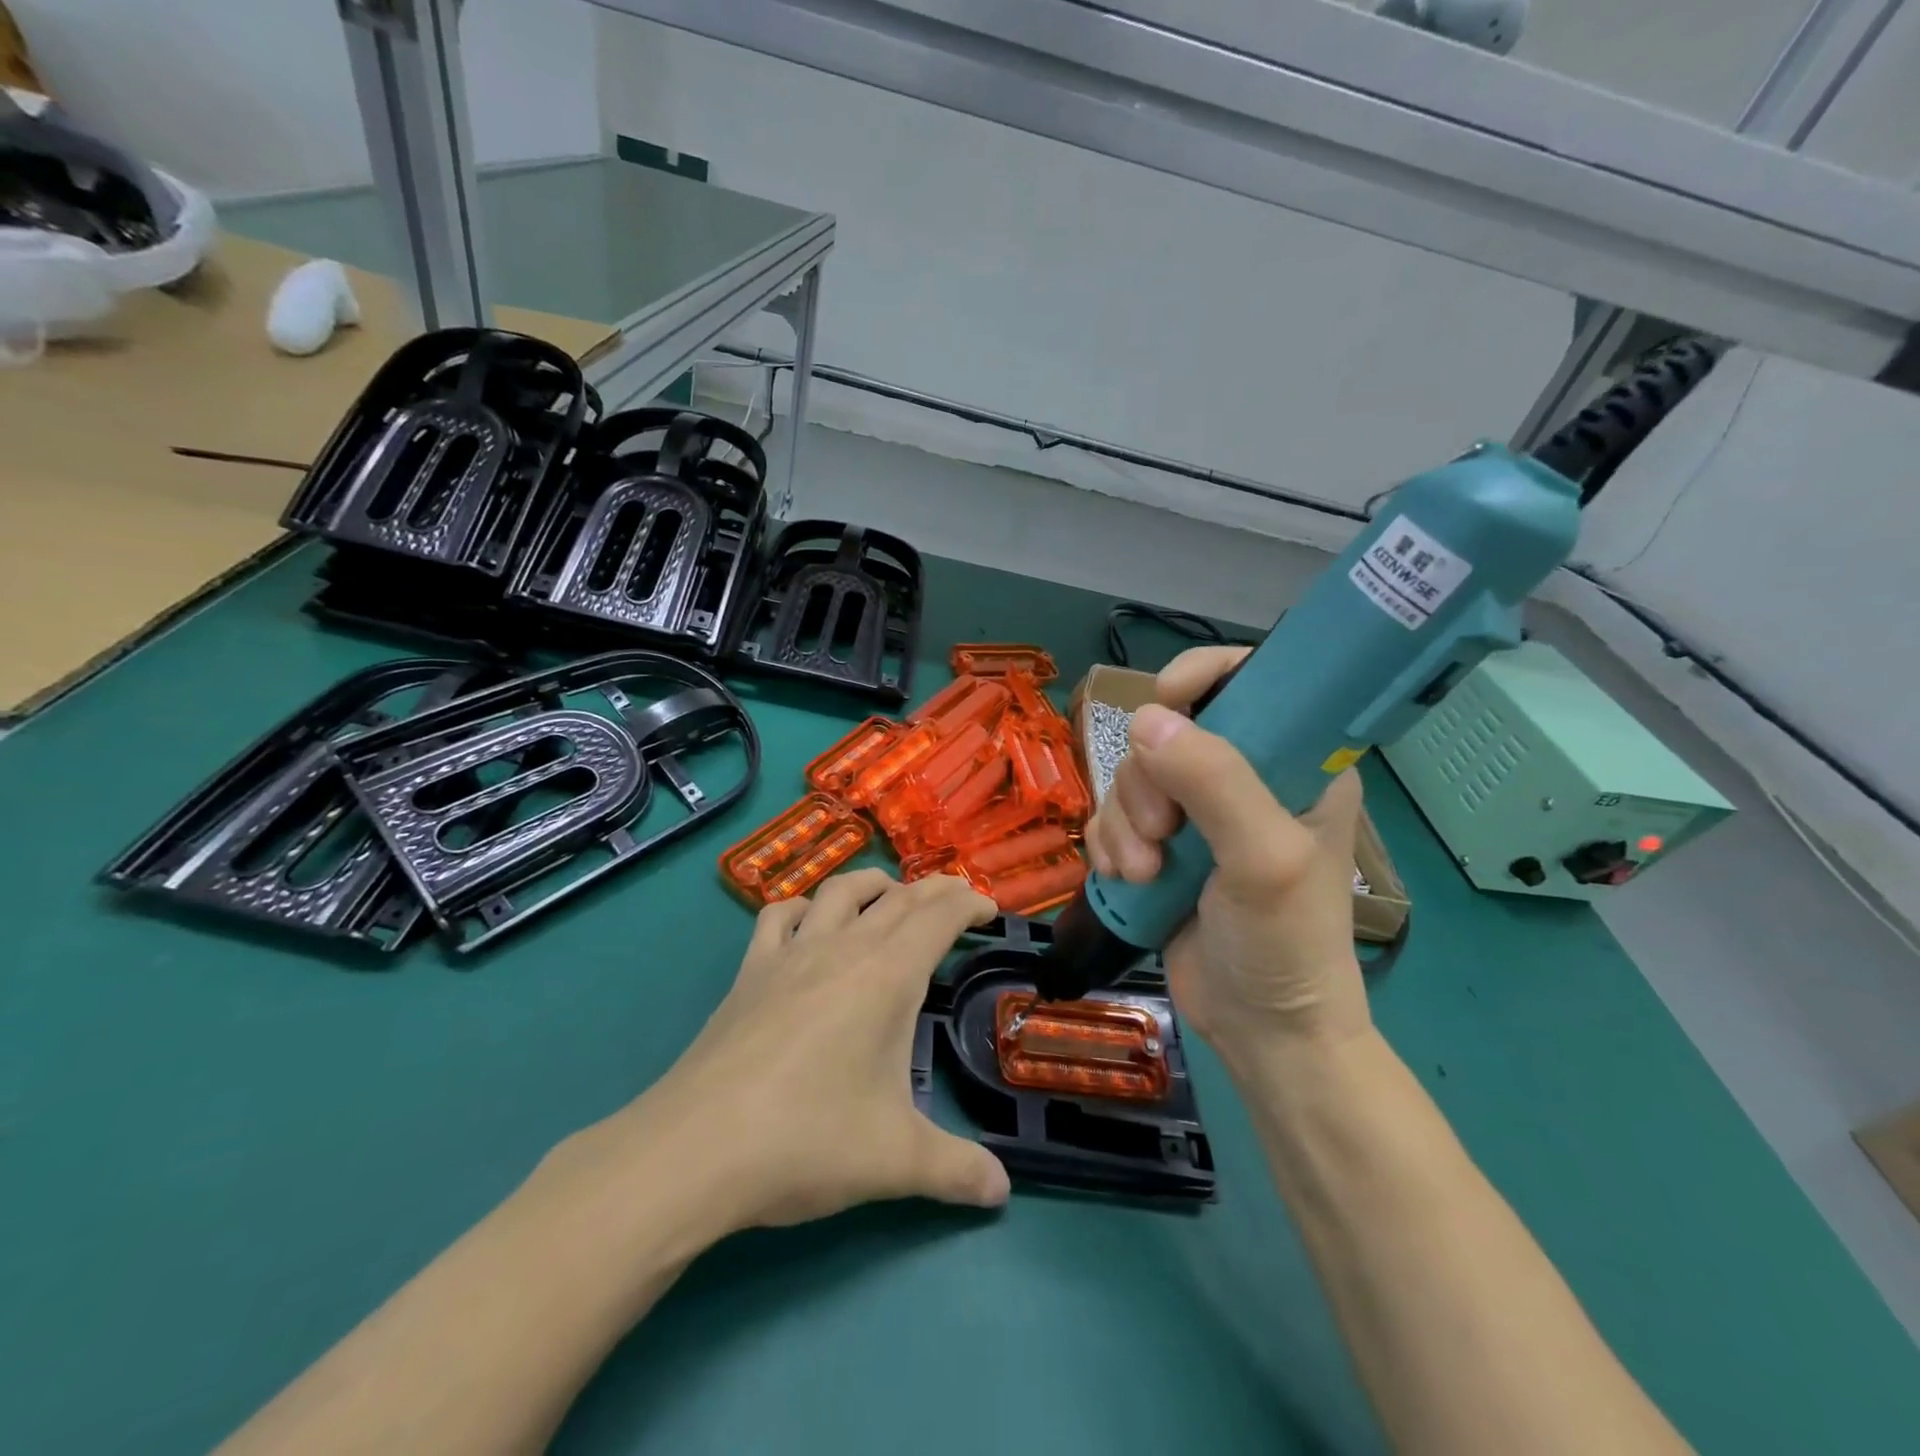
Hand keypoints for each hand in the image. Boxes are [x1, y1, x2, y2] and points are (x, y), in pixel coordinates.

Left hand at [618, 870, 1009, 1230]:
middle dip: (935, 891)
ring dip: (874, 885)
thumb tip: (1000, 1190)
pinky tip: (809, 923)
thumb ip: (957, 1170)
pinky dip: (804, 907)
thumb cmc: (808, 1141)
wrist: (696, 1148)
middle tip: (958, 902)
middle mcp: (842, 948)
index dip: (969, 904)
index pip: (938, 916)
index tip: (989, 911)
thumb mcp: (896, 1161)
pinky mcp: (750, 971)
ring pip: (839, 891)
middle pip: (898, 897)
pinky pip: (779, 916)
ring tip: (891, 898)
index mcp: (887, 976)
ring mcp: (791, 954)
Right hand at [1085, 646, 1369, 1066]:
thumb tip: (1146, 719)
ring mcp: (1195, 814)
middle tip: (1163, 835)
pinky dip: (1107, 845)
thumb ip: (1215, 782)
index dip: (1204, 675)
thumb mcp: (1264, 859)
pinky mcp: (1158, 847)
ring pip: (1131, 777)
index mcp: (1293, 762)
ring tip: (1145, 873)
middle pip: (1167, 732)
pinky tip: (1125, 879)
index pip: (1250, 680)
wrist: (1262, 1031)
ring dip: (1124, 824)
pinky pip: (1110, 817)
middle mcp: (1241, 777)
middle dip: (1149, 782)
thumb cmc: (1285, 943)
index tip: (1167, 700)